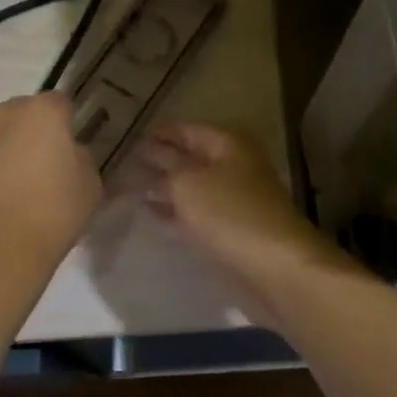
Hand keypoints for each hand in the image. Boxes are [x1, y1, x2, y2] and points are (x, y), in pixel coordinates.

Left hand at [0, 93, 100, 262]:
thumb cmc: (52, 212)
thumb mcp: (90, 186)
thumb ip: (81, 159)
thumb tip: (70, 153)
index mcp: (42, 113)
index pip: (59, 103)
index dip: (66, 122)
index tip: (69, 146)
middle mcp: (3, 114)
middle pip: (20, 114)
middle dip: (29, 133)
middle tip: (38, 167)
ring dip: (0, 151)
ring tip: (7, 189)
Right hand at [129, 123, 341, 298]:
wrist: (276, 266)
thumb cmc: (230, 213)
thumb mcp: (187, 183)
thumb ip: (163, 168)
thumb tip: (146, 156)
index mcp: (227, 143)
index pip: (186, 129)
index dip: (157, 133)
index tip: (125, 140)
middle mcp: (234, 165)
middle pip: (189, 158)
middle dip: (157, 161)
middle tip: (120, 166)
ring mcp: (235, 199)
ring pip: (192, 187)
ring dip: (163, 188)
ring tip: (127, 190)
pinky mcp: (232, 229)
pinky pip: (197, 214)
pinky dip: (174, 212)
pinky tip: (150, 215)